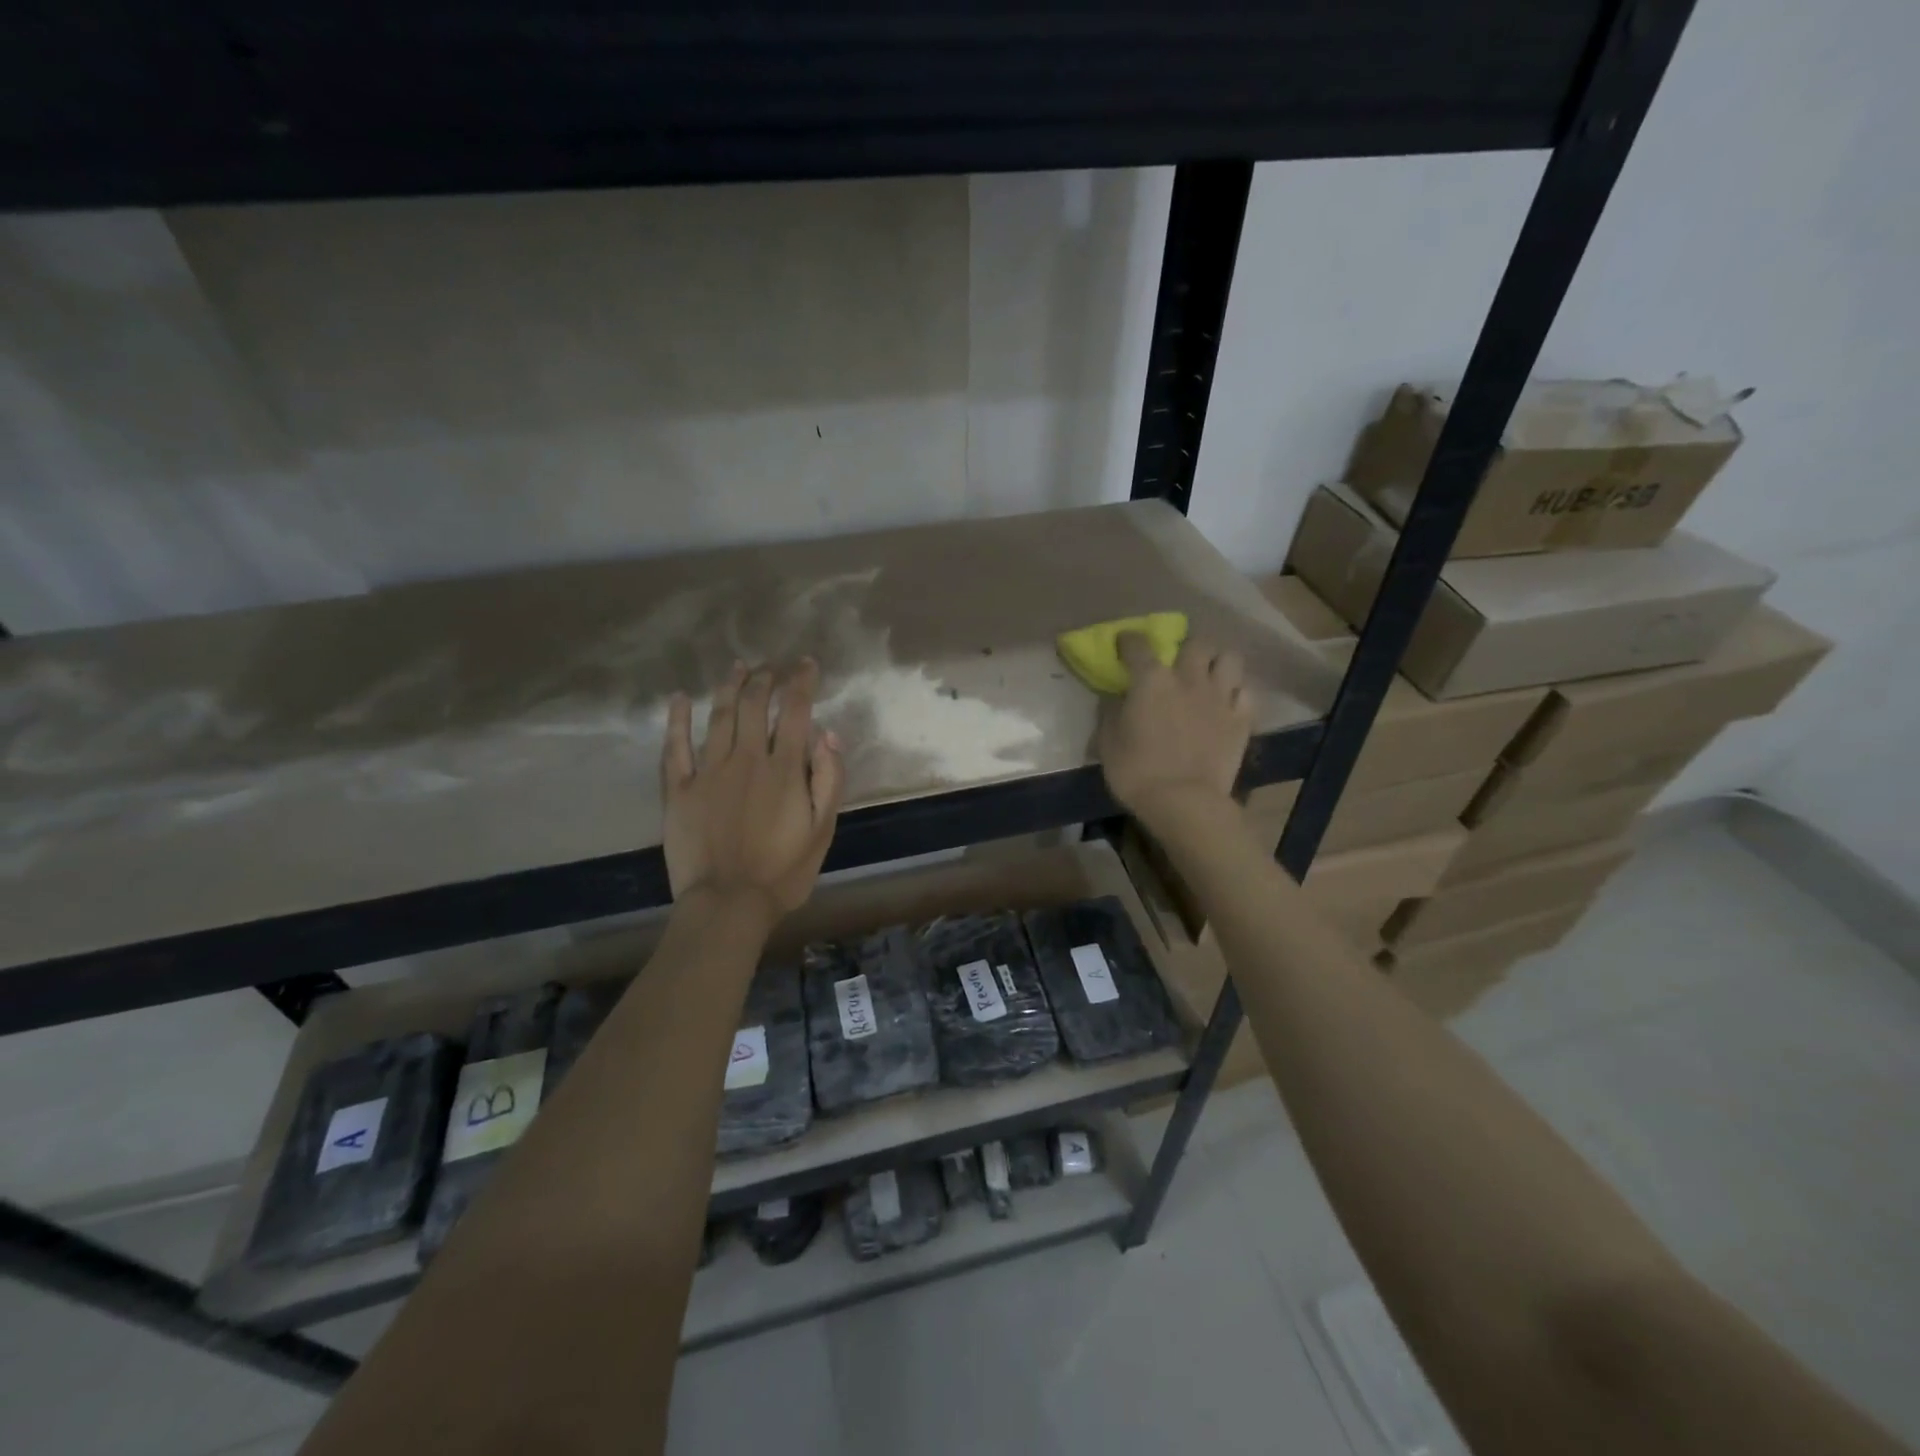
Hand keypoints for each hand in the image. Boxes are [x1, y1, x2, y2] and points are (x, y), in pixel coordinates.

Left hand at [662, 660, 845, 922]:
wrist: (728, 904)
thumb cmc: (784, 871)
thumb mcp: (822, 830)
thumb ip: (829, 780)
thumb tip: (828, 735)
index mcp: (784, 769)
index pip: (794, 711)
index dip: (801, 682)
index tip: (806, 664)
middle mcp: (746, 759)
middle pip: (753, 705)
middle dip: (764, 679)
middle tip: (771, 666)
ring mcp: (708, 772)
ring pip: (718, 717)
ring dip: (728, 687)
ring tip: (737, 667)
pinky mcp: (679, 790)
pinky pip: (675, 747)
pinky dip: (676, 720)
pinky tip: (678, 699)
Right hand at [1097, 633, 1250, 827]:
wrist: (1184, 802)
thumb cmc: (1136, 772)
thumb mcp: (1107, 742)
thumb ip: (1110, 712)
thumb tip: (1115, 697)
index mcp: (1152, 680)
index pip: (1138, 644)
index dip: (1129, 641)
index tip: (1124, 645)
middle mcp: (1189, 678)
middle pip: (1196, 642)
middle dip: (1186, 647)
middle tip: (1178, 662)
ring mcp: (1220, 696)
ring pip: (1229, 658)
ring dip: (1217, 662)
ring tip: (1208, 676)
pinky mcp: (1242, 719)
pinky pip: (1246, 692)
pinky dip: (1237, 692)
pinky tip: (1227, 702)